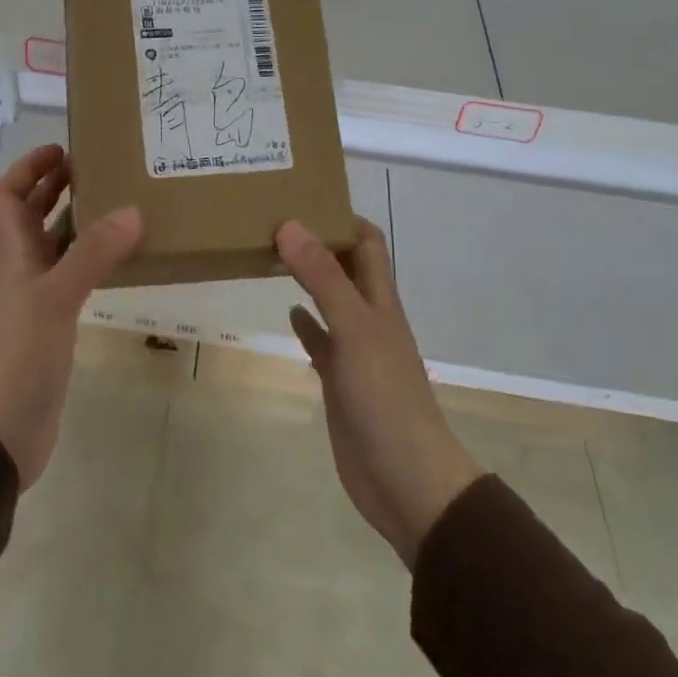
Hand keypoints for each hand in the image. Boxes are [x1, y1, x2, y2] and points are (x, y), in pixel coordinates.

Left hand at [0, 145, 141, 489]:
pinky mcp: (53, 326)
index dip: (28, 168)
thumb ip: (93, 254)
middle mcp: (21, 270)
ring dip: (77, 222)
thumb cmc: (20, 356)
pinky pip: (72, 277)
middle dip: (55, 187)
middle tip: (97, 168)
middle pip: (30, 216)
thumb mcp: (57, 298)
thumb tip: (133, 210)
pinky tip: (119, 260)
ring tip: (117, 204)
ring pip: (54, 246)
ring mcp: (36, 299)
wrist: (2, 431)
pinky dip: (91, 260)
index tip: (63, 149)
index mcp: (12, 255)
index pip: (7, 196)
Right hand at [276, 217, 482, 568]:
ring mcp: (354, 351)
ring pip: (330, 301)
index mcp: (379, 300)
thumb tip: (289, 223)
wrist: (407, 480)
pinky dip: (306, 324)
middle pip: (346, 267)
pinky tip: (287, 312)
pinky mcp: (340, 382)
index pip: (366, 242)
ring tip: (270, 254)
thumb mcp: (354, 329)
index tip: (301, 196)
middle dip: (318, 242)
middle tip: (273, 220)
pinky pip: (321, 342)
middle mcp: (369, 318)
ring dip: (308, 278)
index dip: (341, 216)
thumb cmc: (386, 398)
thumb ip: (323, 278)